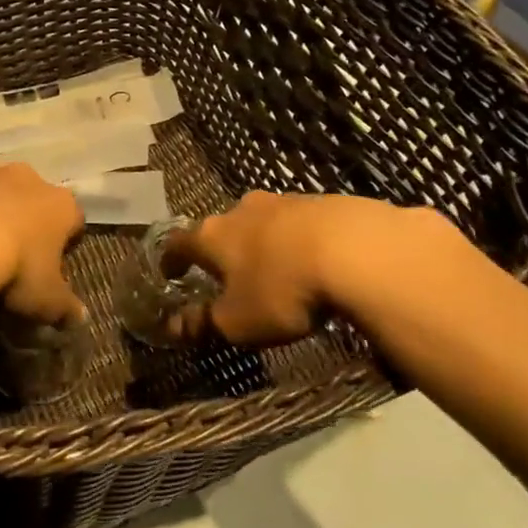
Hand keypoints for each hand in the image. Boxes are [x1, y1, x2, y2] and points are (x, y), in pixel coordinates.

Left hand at [0, 161, 86, 323]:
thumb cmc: (15, 269)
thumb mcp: (46, 301)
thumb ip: (65, 307)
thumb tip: (80, 316)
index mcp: (60, 205)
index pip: (73, 220)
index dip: (64, 242)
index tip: (51, 265)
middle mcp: (27, 178)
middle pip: (31, 197)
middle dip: (23, 219)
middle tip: (9, 254)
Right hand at [167, 191, 485, 344]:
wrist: (357, 249)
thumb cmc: (282, 289)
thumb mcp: (238, 321)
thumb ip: (203, 323)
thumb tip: (170, 327)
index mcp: (213, 235)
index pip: (180, 243)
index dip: (172, 260)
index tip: (170, 272)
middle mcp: (242, 210)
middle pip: (223, 228)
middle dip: (224, 249)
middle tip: (229, 274)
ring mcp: (284, 201)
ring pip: (263, 222)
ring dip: (264, 242)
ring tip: (276, 268)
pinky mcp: (323, 201)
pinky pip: (301, 223)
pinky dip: (299, 240)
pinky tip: (316, 260)